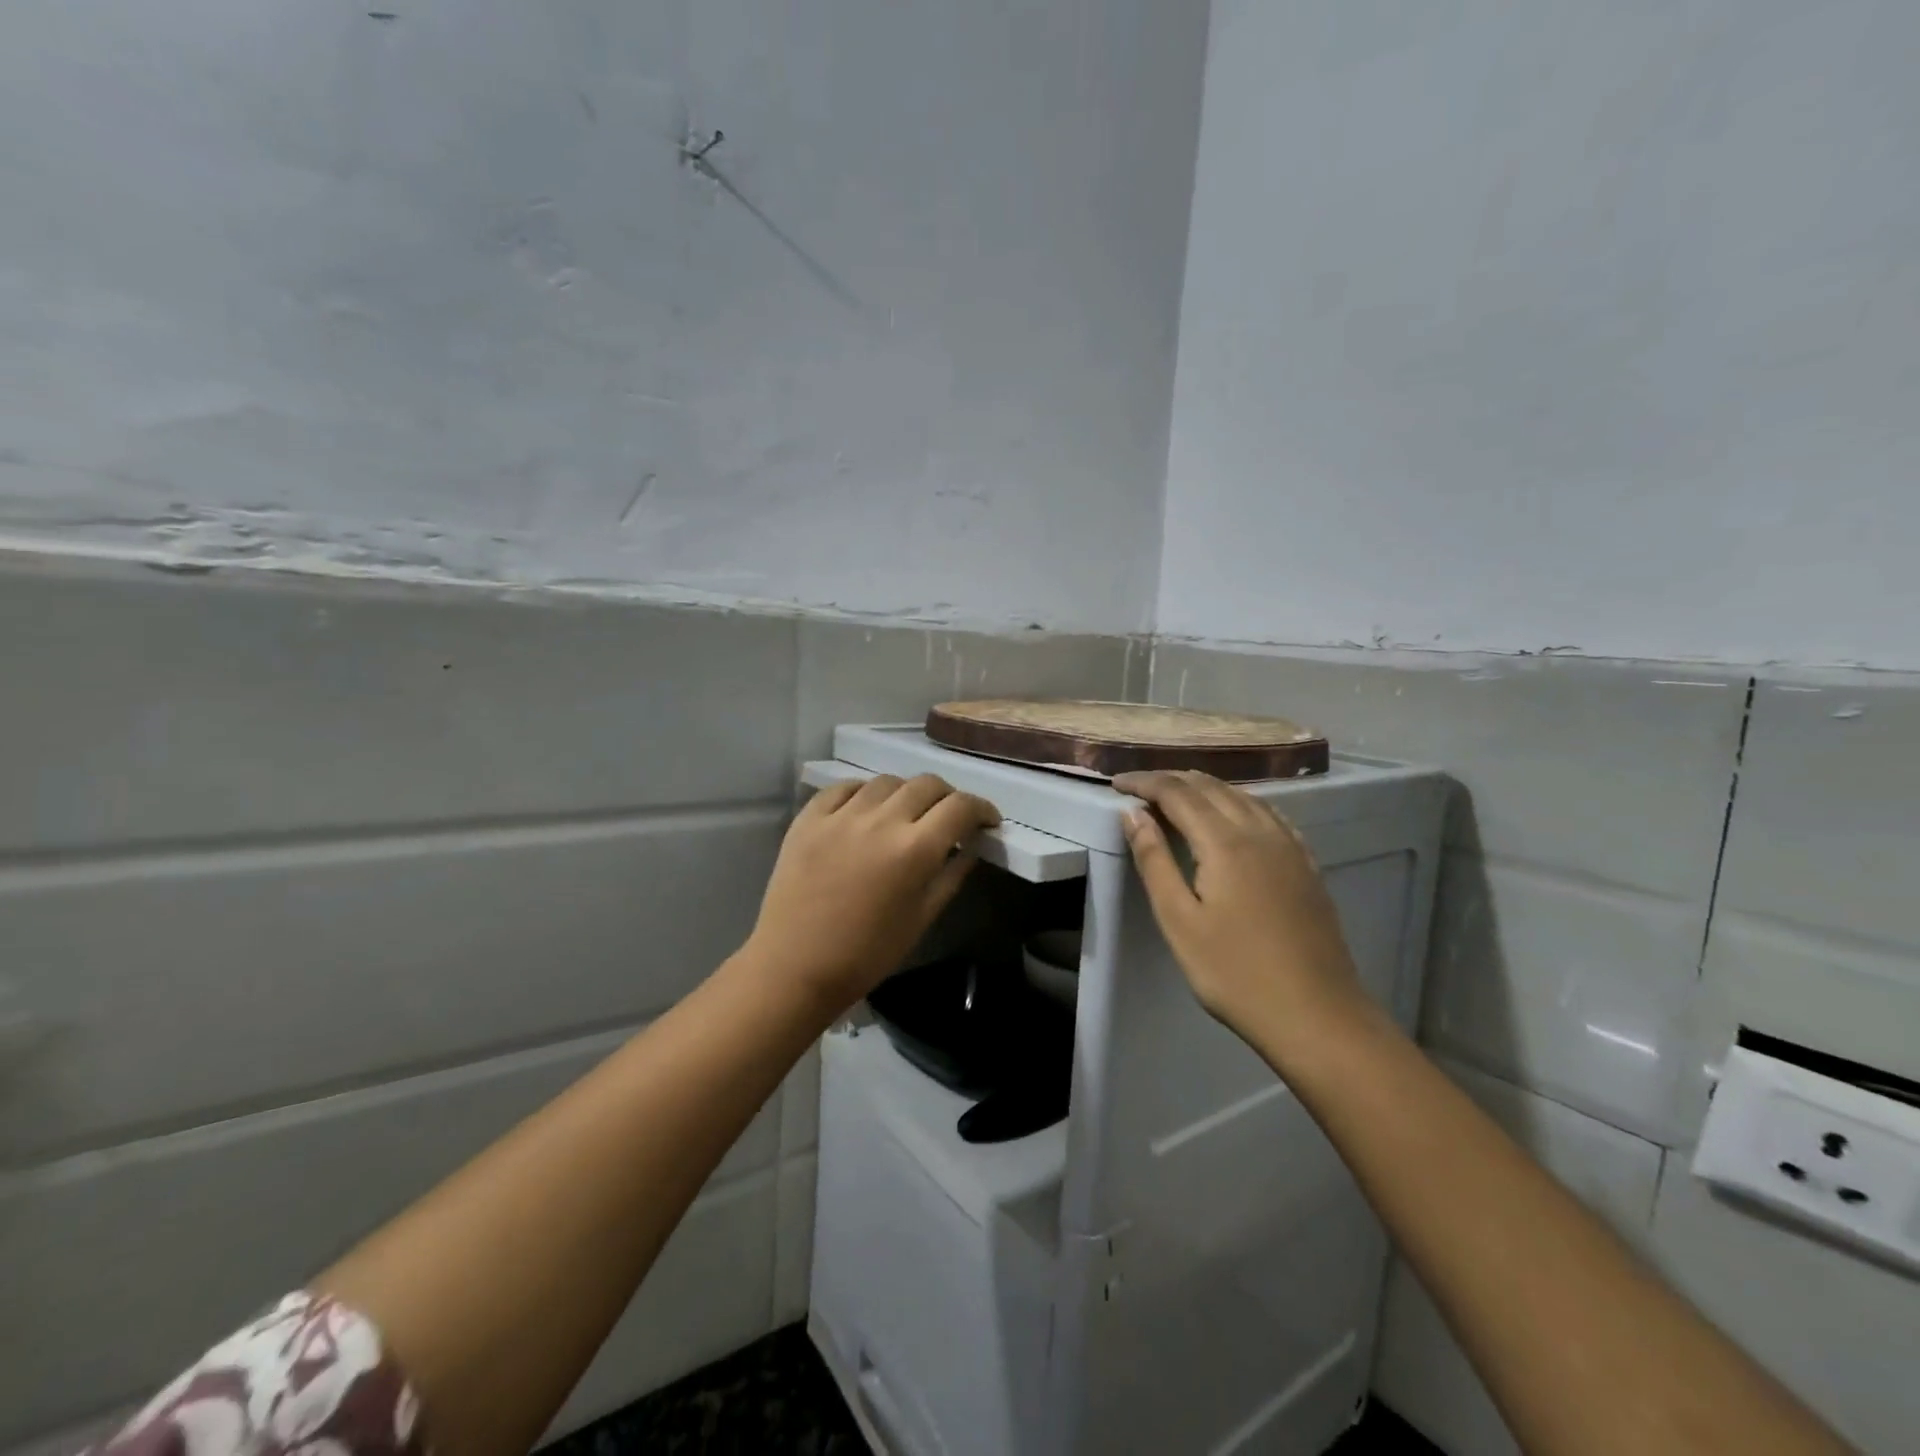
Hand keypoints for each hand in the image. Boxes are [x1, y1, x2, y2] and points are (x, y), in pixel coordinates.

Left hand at [743, 774, 999, 1013]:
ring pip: (887, 781)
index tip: (986, 821)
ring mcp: (841, 815)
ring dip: (905, 794)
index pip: (961, 807)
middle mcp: (881, 821)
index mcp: (915, 850)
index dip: (982, 809)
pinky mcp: (809, 817)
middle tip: (947, 818)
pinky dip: (863, 794)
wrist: (794, 966)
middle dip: (948, 797)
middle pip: (927, 784)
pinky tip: (864, 811)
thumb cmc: (867, 953)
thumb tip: (971, 846)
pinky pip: (844, 788)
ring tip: (903, 815)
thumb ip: (952, 875)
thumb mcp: (922, 918)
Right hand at [1114, 771, 1368, 1048]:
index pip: (1177, 793)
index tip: (1115, 782)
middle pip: (1211, 787)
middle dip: (1172, 780)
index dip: (1144, 782)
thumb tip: (1132, 813)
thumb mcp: (1179, 921)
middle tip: (1139, 787)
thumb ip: (1154, 861)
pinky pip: (1269, 815)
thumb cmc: (1235, 973)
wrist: (1317, 1015)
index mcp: (1225, 842)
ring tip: (1177, 795)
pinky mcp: (1307, 865)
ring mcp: (1290, 847)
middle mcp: (1260, 831)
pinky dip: (1240, 803)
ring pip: (1243, 796)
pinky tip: (1235, 815)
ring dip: (1205, 788)